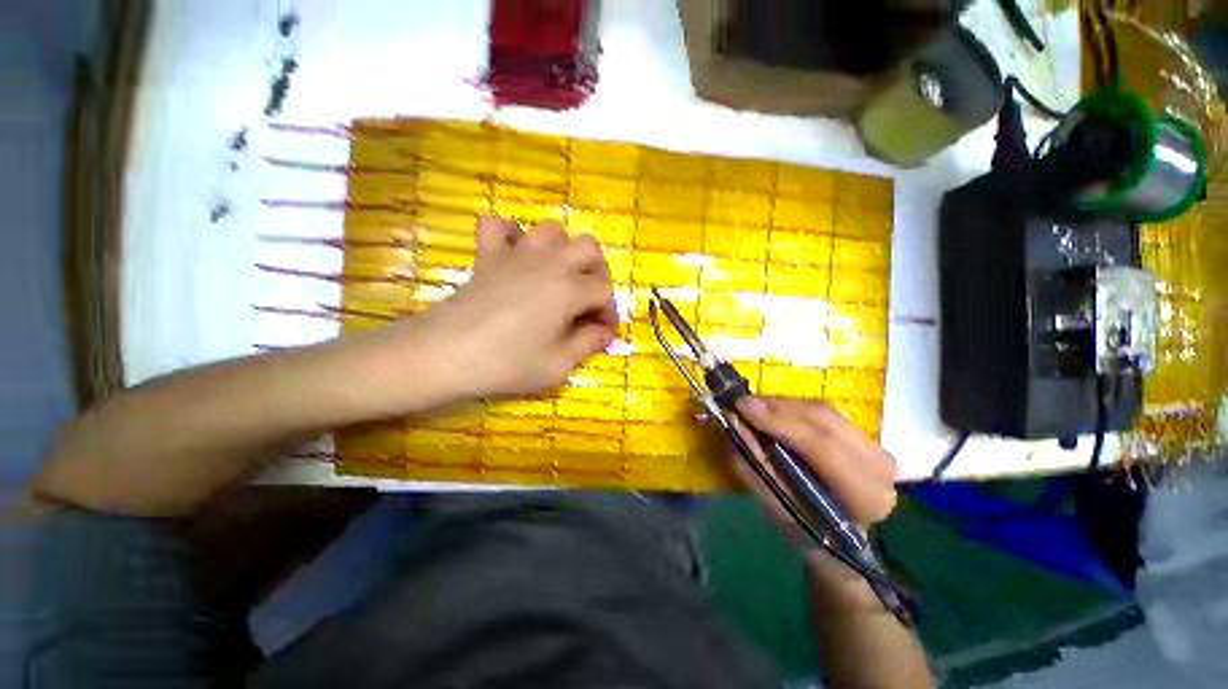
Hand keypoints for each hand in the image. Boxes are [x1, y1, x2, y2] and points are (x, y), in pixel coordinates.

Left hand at [409, 217, 618, 400]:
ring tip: (558, 275)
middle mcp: (550, 263)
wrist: (445, 354)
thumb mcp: (557, 365)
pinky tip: (514, 255)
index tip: (603, 332)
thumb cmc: (506, 364)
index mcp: (569, 290)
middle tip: (589, 298)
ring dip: (563, 249)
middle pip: (588, 248)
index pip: (605, 291)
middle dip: (597, 271)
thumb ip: (587, 344)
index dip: (609, 312)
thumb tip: (605, 332)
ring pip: (552, 230)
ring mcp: (517, 254)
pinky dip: (510, 234)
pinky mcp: (488, 255)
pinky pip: (499, 226)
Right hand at [730, 397, 898, 586]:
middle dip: (777, 408)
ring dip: (782, 405)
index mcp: (865, 495)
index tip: (742, 406)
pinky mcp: (864, 436)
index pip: (821, 445)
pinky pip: (821, 411)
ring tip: (753, 409)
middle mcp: (879, 465)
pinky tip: (773, 413)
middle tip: (742, 404)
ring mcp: (875, 446)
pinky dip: (791, 408)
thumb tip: (732, 422)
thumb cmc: (808, 532)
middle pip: (822, 419)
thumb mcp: (777, 509)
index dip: (779, 421)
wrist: (844, 541)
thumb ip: (755, 466)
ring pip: (821, 410)